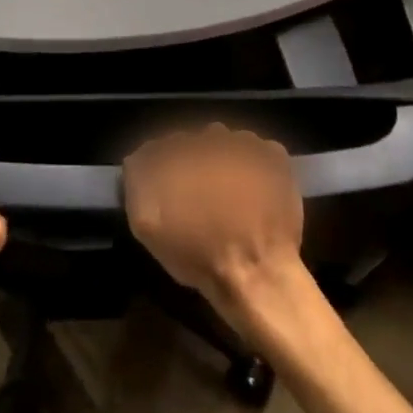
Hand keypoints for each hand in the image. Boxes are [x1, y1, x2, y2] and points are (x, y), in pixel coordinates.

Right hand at [124, 124, 306, 327]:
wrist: (257, 276)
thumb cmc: (197, 253)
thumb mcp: (146, 224)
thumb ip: (137, 181)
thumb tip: (138, 158)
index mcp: (178, 150)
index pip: (162, 146)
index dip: (163, 169)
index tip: (169, 193)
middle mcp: (210, 137)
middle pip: (195, 142)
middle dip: (194, 163)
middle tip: (200, 197)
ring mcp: (247, 144)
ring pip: (226, 143)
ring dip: (224, 160)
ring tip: (229, 195)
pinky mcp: (275, 158)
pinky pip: (258, 150)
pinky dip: (255, 164)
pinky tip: (254, 191)